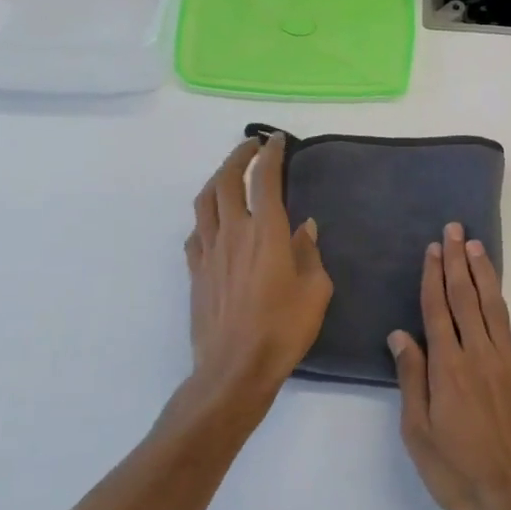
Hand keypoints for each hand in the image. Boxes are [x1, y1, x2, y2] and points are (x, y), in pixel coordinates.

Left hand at [182, 134, 332, 412]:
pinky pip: (196, 233)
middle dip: (238, 156)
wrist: (234, 369)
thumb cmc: (283, 329)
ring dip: (216, 179)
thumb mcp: (315, 290)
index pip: (264, 178)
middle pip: (226, 180)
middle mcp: (233, 232)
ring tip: (229, 175)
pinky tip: (214, 223)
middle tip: (252, 146)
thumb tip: (304, 227)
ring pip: (204, 202)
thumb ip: (309, 253)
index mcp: (266, 231)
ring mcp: (209, 252)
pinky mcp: (195, 272)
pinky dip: (205, 217)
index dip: (270, 154)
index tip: (277, 140)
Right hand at [388, 223, 510, 509]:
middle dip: (458, 262)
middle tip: (455, 230)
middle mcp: (480, 356)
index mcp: (448, 367)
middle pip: (466, 300)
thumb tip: (401, 335)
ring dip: (487, 276)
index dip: (434, 276)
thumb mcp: (418, 432)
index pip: (438, 310)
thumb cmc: (456, 472)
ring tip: (478, 248)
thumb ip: (412, 379)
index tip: (433, 248)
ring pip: (497, 310)